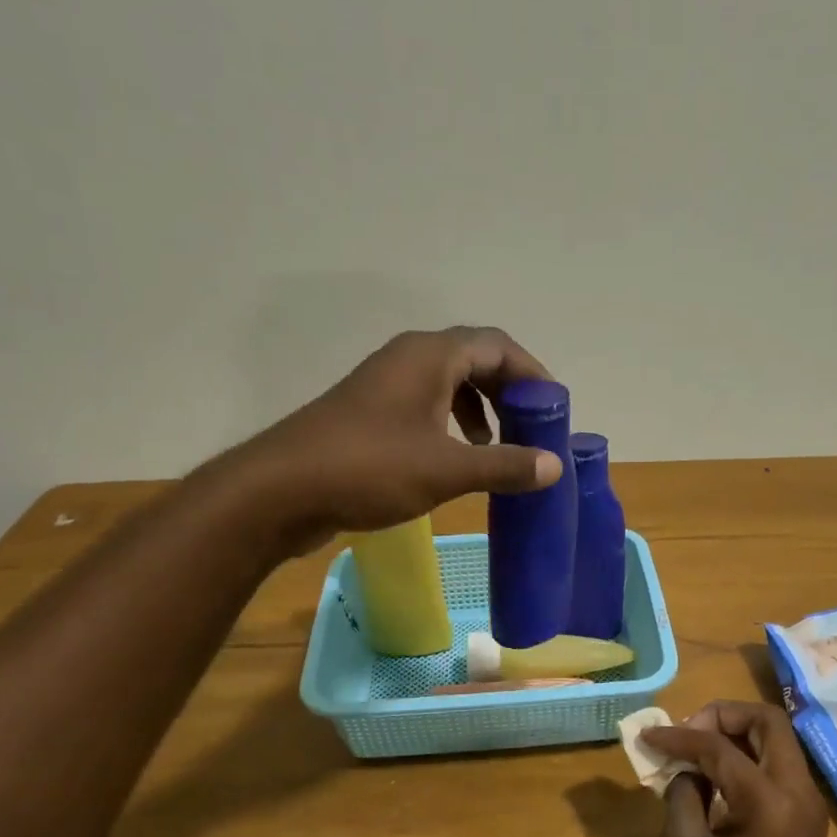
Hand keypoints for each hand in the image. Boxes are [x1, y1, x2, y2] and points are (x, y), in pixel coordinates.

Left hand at [249, 327, 560, 552]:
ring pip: (448, 384)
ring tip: (499, 447)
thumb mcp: (446, 470)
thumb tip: (554, 466)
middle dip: (509, 393)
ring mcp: (385, 386)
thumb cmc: (369, 468)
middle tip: (533, 430)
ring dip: (480, 410)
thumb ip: (504, 465)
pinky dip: (452, 425)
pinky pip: (425, 406)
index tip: (554, 409)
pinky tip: (457, 459)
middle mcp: (408, 360)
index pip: (497, 345)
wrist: (281, 490)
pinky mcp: (370, 415)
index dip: (533, 373)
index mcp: (430, 356)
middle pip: (475, 360)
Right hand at [643, 701, 830, 836]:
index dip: (679, 736)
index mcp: (770, 801)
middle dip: (723, 716)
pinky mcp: (807, 821)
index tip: (647, 736)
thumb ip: (681, 793)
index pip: (720, 747)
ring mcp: (810, 807)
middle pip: (769, 722)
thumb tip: (686, 768)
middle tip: (686, 733)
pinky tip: (715, 777)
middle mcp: (801, 793)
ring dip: (737, 735)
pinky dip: (748, 759)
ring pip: (778, 742)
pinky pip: (779, 768)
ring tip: (695, 751)